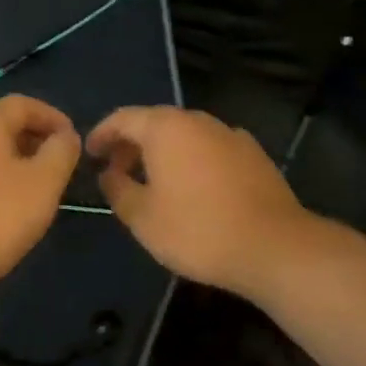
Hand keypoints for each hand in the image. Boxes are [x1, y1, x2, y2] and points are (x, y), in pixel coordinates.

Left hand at [0, 95, 80, 306]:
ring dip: (11, 162)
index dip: (52, 117)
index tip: (72, 140)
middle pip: (0, 125)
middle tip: (56, 167)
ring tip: (33, 190)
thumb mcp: (43, 183)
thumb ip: (60, 152)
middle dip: (32, 140)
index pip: (23, 104)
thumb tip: (66, 135)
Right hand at [87, 106, 360, 299]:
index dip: (102, 134)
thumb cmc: (198, 230)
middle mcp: (197, 121)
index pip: (122, 118)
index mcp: (165, 128)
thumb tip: (109, 174)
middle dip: (131, 144)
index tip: (90, 154)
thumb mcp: (142, 218)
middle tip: (117, 170)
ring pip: (185, 135)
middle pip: (154, 122)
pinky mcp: (253, 154)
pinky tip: (193, 187)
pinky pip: (210, 148)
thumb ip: (118, 189)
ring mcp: (229, 134)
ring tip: (153, 181)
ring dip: (163, 152)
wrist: (275, 247)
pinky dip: (192, 159)